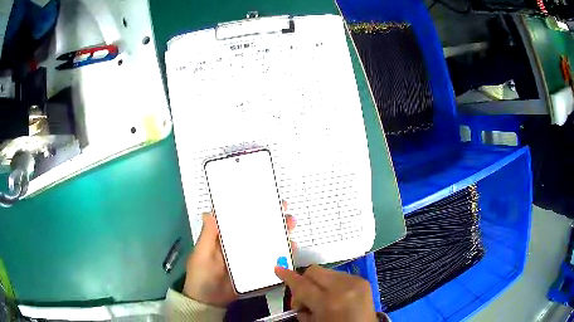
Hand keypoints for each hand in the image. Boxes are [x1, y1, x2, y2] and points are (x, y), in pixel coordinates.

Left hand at [183, 202, 295, 306]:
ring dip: (280, 234)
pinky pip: (270, 260)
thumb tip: (210, 211)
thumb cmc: (201, 274)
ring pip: (267, 243)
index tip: (267, 199)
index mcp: (225, 237)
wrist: (209, 302)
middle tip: (286, 214)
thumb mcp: (201, 254)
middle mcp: (239, 244)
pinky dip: (281, 254)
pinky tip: (291, 250)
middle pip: (258, 229)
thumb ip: (208, 235)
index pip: (240, 219)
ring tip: (291, 228)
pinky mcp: (256, 270)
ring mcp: (249, 257)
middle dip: (273, 219)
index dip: (253, 208)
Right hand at [275, 265, 377, 321]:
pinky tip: (336, 297)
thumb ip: (302, 307)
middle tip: (305, 299)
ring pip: (326, 272)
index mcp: (328, 302)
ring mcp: (355, 281)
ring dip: (319, 284)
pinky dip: (333, 284)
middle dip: (304, 282)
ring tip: (323, 299)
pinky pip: (339, 275)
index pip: (302, 285)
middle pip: (314, 272)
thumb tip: (298, 296)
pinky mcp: (363, 280)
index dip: (288, 277)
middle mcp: (343, 287)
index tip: (278, 268)